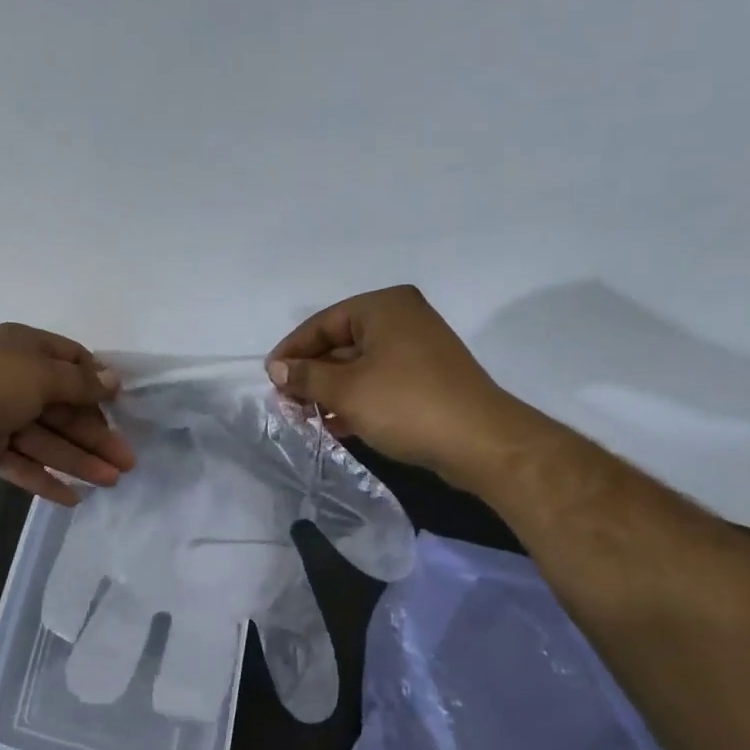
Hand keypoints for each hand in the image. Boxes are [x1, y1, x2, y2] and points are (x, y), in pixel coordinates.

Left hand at [0, 324, 135, 505]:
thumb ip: (80, 384)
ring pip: (47, 440)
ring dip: (79, 461)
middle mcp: (15, 380)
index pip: (72, 363)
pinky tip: (74, 498)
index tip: (121, 408)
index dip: (97, 386)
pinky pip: (22, 464)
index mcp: (26, 350)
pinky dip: (45, 479)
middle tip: (127, 462)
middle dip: (96, 435)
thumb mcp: (41, 375)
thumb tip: (113, 380)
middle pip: (65, 409)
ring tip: (111, 482)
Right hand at [267, 285, 534, 485]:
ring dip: (330, 391)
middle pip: (340, 343)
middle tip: (286, 403)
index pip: (323, 323)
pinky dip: (355, 400)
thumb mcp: (346, 390)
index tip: (270, 379)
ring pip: (358, 366)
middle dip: (311, 375)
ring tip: (305, 418)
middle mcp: (402, 319)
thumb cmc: (406, 405)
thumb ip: (306, 377)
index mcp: (383, 307)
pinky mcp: (425, 379)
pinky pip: (378, 382)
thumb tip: (276, 368)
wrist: (479, 442)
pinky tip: (335, 424)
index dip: (292, 351)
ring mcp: (417, 349)